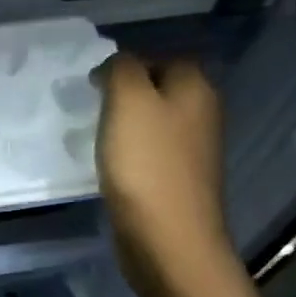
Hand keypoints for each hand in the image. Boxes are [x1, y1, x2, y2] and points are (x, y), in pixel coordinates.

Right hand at [95, 54, 233, 294]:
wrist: (168, 239)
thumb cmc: (147, 164)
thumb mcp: (128, 100)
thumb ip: (122, 69)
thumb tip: (118, 67)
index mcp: (196, 88)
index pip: (163, 57)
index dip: (129, 64)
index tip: (95, 84)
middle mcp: (203, 114)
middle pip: (160, 90)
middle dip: (126, 95)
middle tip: (93, 108)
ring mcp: (193, 151)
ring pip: (155, 123)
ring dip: (127, 126)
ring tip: (97, 136)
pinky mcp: (179, 181)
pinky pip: (152, 154)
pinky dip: (132, 155)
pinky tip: (112, 166)